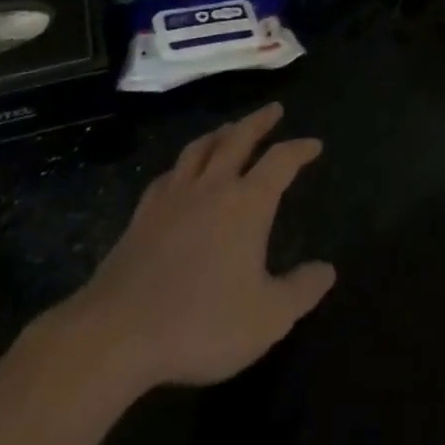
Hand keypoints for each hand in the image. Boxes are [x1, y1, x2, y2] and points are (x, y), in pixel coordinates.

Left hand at [42, 102, 335, 396]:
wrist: (116, 334)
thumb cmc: (201, 323)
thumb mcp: (268, 318)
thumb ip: (301, 291)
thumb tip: (327, 269)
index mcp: (247, 203)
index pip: (281, 161)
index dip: (300, 149)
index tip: (314, 144)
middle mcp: (212, 188)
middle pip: (238, 139)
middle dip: (259, 122)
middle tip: (273, 109)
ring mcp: (172, 198)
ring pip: (199, 149)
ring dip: (220, 133)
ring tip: (229, 128)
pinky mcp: (141, 216)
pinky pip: (168, 176)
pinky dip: (182, 165)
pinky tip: (180, 172)